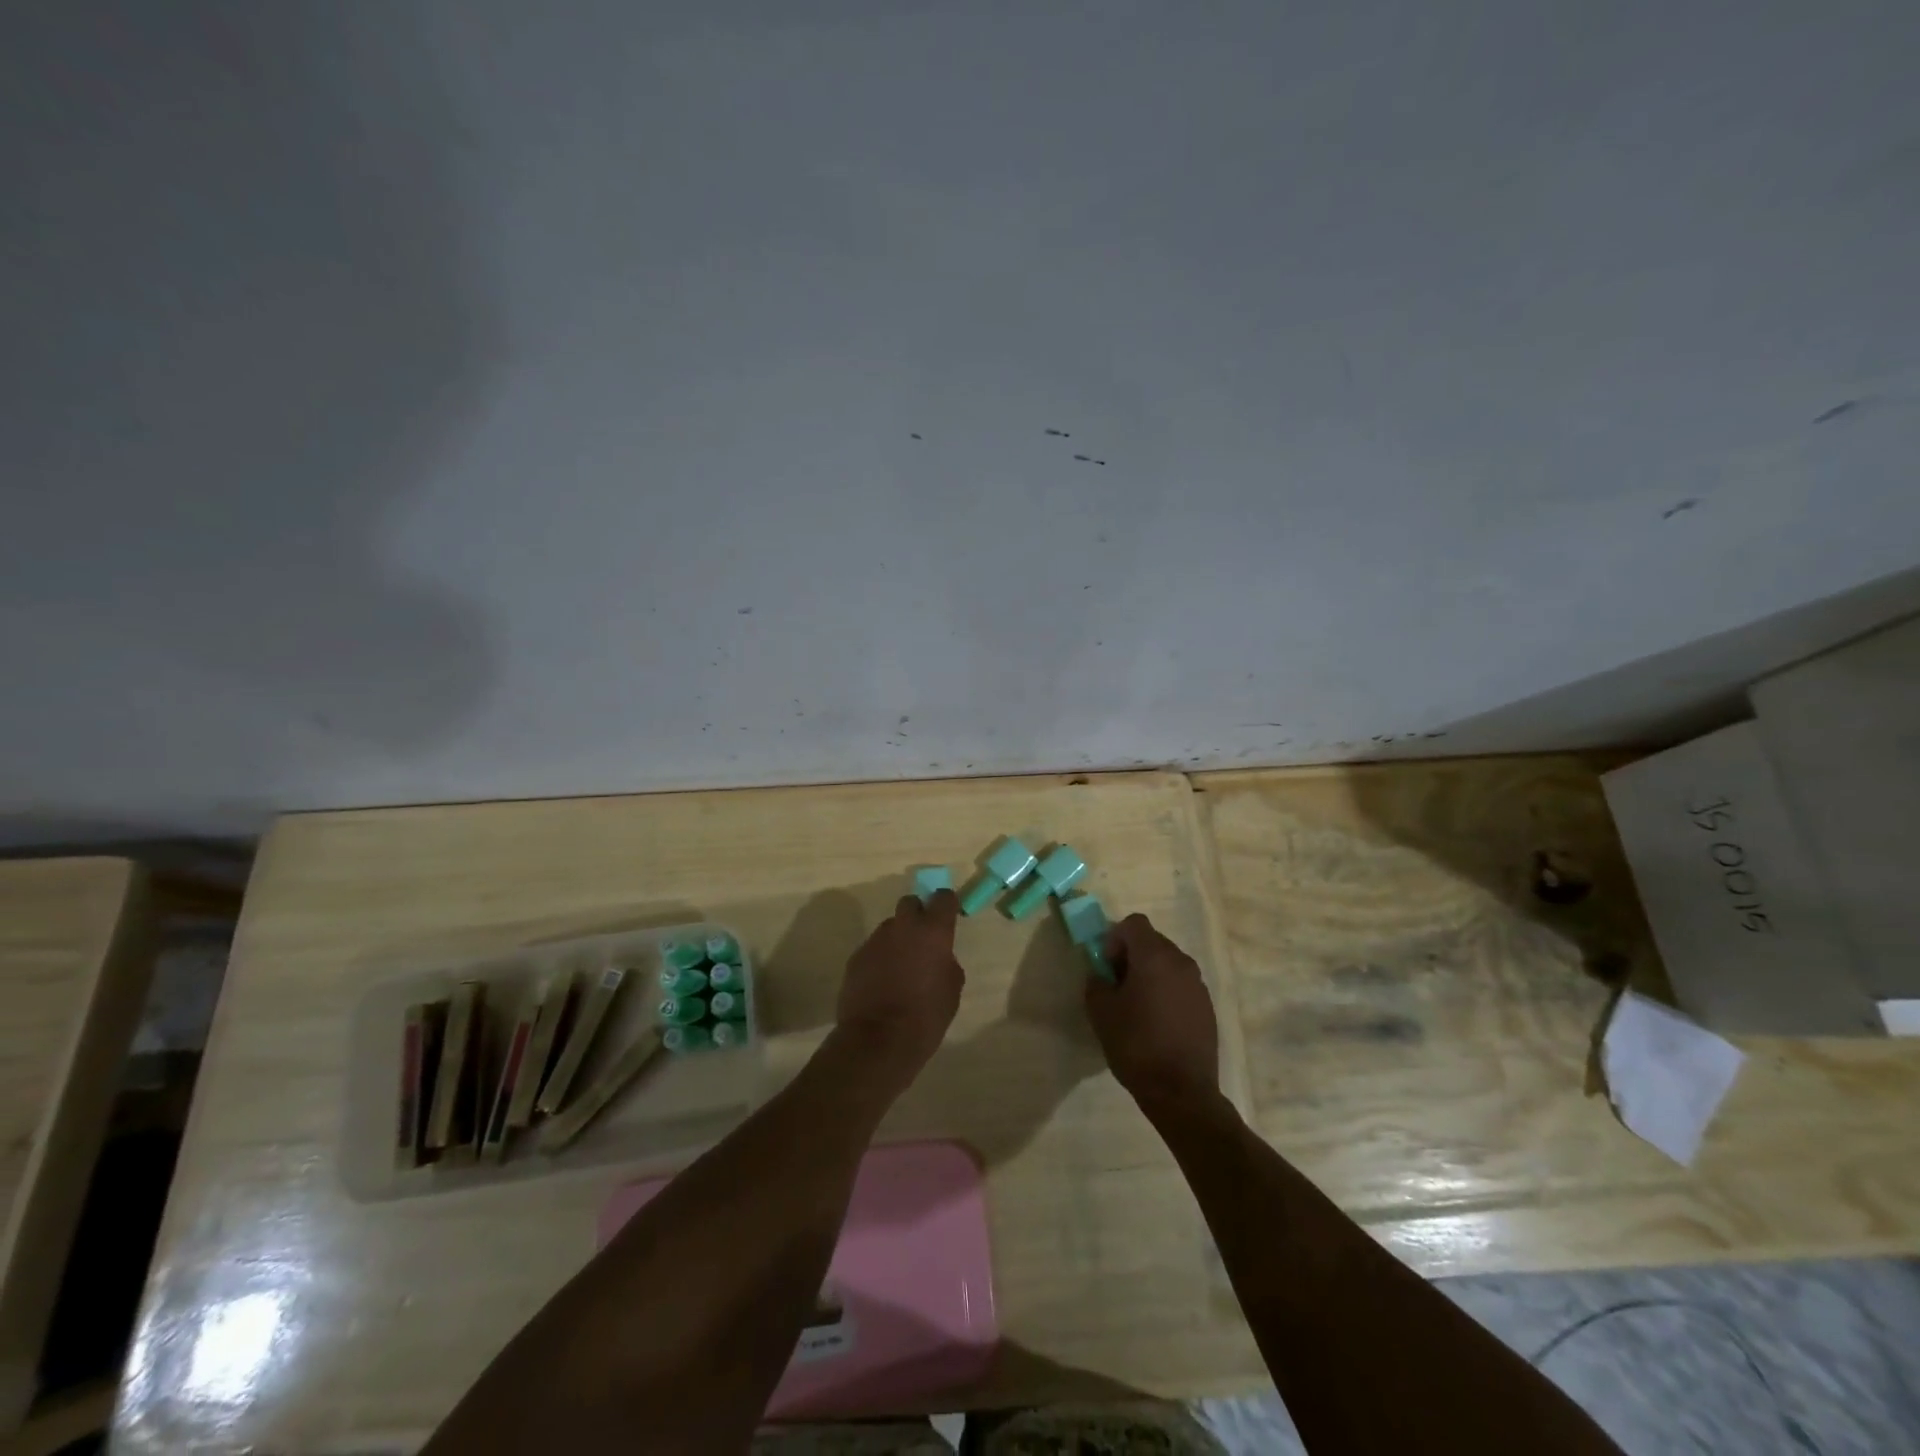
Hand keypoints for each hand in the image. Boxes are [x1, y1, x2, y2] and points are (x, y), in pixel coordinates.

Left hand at [834, 890, 964, 1090]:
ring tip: (900, 968)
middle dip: (917, 915)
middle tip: (922, 940)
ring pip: (890, 928)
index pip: (943, 897)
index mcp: (932, 931)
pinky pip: (873, 949)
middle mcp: (902, 927)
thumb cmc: (926, 1016)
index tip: (948, 917)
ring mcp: (875, 940)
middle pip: (909, 903)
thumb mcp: (952, 990)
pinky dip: (880, 959)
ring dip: (897, 940)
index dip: (946, 905)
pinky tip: (882, 983)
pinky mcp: (856, 957)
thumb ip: (946, 963)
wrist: (878, 1040)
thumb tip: (938, 958)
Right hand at [1085, 913, 1218, 1109]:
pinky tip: (1158, 1023)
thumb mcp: (1101, 1012)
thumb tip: (1102, 974)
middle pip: (1152, 941)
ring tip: (1137, 1007)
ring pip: (1168, 964)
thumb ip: (1096, 982)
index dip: (1115, 938)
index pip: (1134, 923)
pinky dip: (1167, 992)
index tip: (1108, 967)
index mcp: (1154, 957)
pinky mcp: (1208, 1006)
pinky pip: (1181, 985)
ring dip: (1150, 974)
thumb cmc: (1136, 1045)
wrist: (1181, 1091)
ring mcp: (1198, 985)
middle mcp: (1181, 962)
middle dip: (1131, 956)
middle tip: (1118, 987)